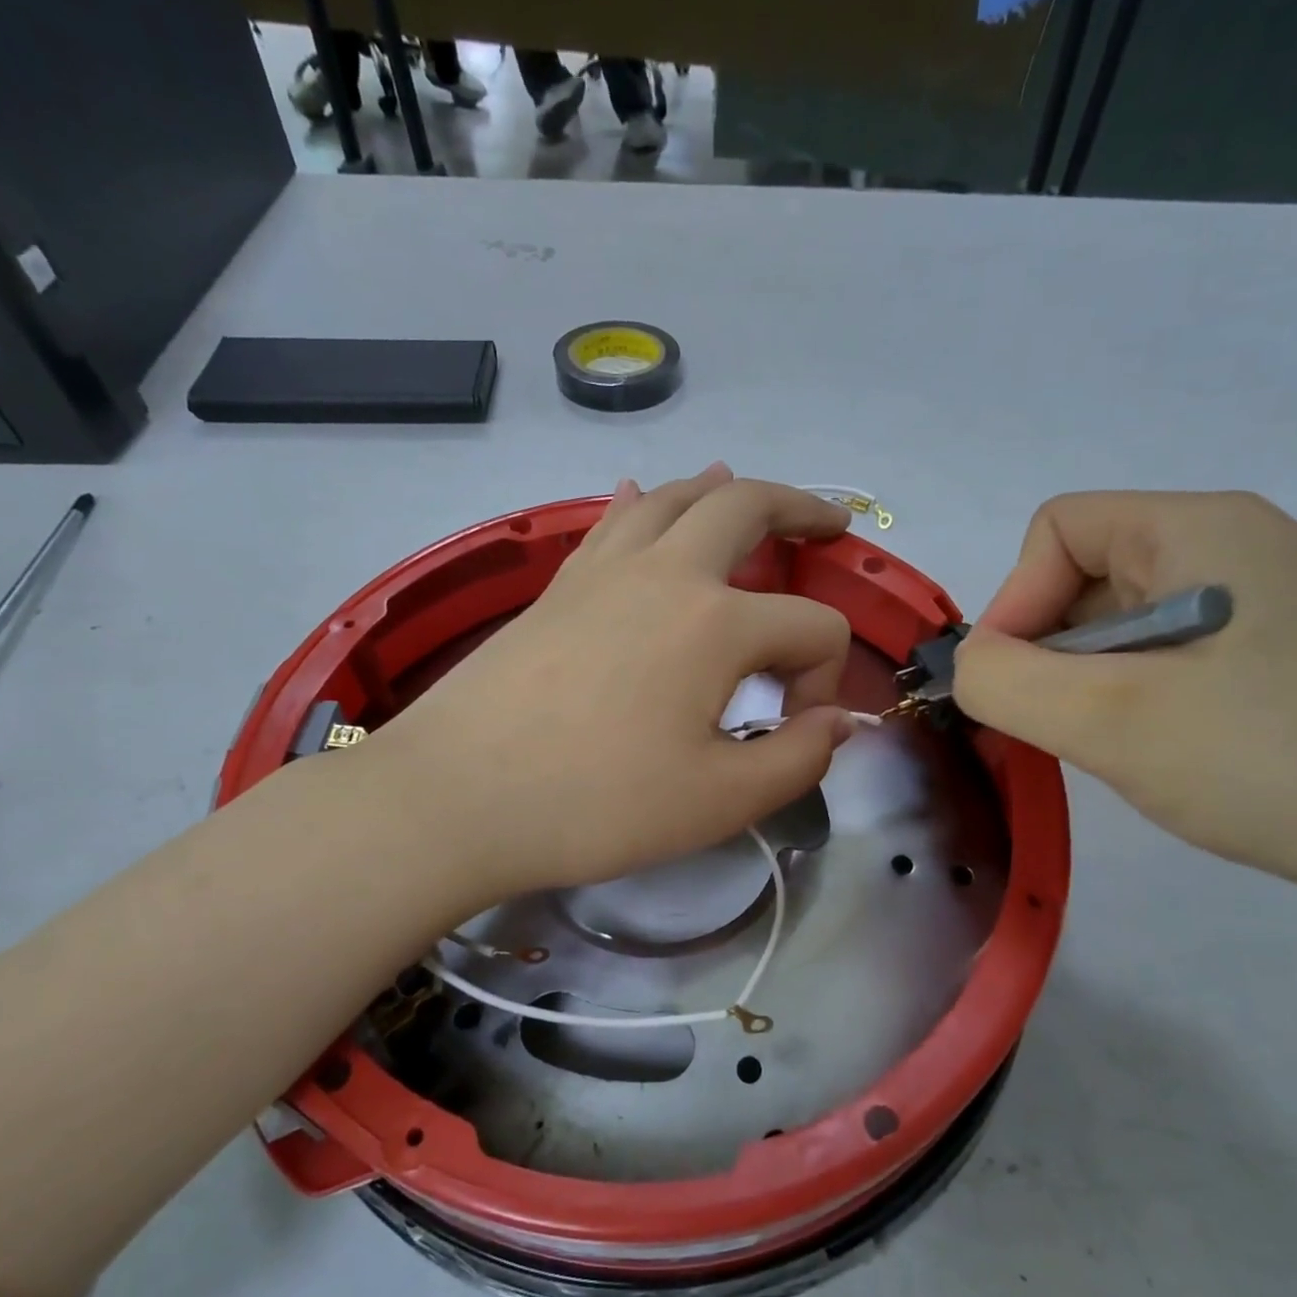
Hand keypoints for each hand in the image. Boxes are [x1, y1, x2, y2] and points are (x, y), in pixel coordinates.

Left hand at [367, 466, 856, 901]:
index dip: (824, 679)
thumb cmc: (596, 805)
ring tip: (745, 490)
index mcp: (717, 623)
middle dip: (801, 509)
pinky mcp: (558, 585)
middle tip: (830, 524)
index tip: (793, 731)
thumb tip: (839, 721)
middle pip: (748, 507)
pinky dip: (642, 502)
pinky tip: (640, 494)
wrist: (458, 797)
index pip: (812, 629)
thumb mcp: (719, 801)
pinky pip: (612, 522)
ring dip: (722, 490)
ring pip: (674, 497)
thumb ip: (797, 759)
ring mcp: (604, 570)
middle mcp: (667, 574)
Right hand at [952, 491, 1296, 908]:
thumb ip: (1003, 682)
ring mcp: (1266, 608)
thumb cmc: (1275, 758)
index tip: (1009, 683)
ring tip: (1119, 747)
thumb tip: (966, 667)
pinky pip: (1171, 662)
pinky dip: (1138, 703)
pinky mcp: (1283, 663)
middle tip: (1062, 726)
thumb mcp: (1110, 719)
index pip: (1057, 529)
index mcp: (1199, 528)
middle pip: (1087, 576)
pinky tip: (1167, 756)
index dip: (1014, 599)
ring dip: (1092, 685)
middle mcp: (1235, 550)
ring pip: (1124, 627)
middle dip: (1050, 651)